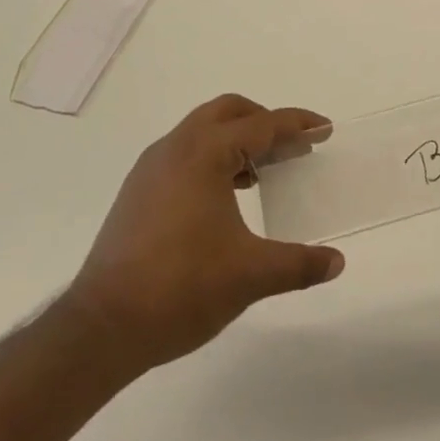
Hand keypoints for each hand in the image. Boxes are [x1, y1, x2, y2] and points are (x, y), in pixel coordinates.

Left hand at [62, 95, 345, 371]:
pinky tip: (227, 196)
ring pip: (202, 131)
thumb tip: (337, 262)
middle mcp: (175, 149)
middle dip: (265, 121)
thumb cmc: (182, 289)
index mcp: (204, 154)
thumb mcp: (251, 275)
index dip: (298, 125)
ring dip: (237, 140)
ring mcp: (150, 169)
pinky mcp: (137, 193)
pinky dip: (213, 159)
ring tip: (264, 171)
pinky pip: (184, 155)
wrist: (102, 328)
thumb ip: (299, 264)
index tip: (325, 129)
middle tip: (294, 145)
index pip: (262, 125)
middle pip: (228, 112)